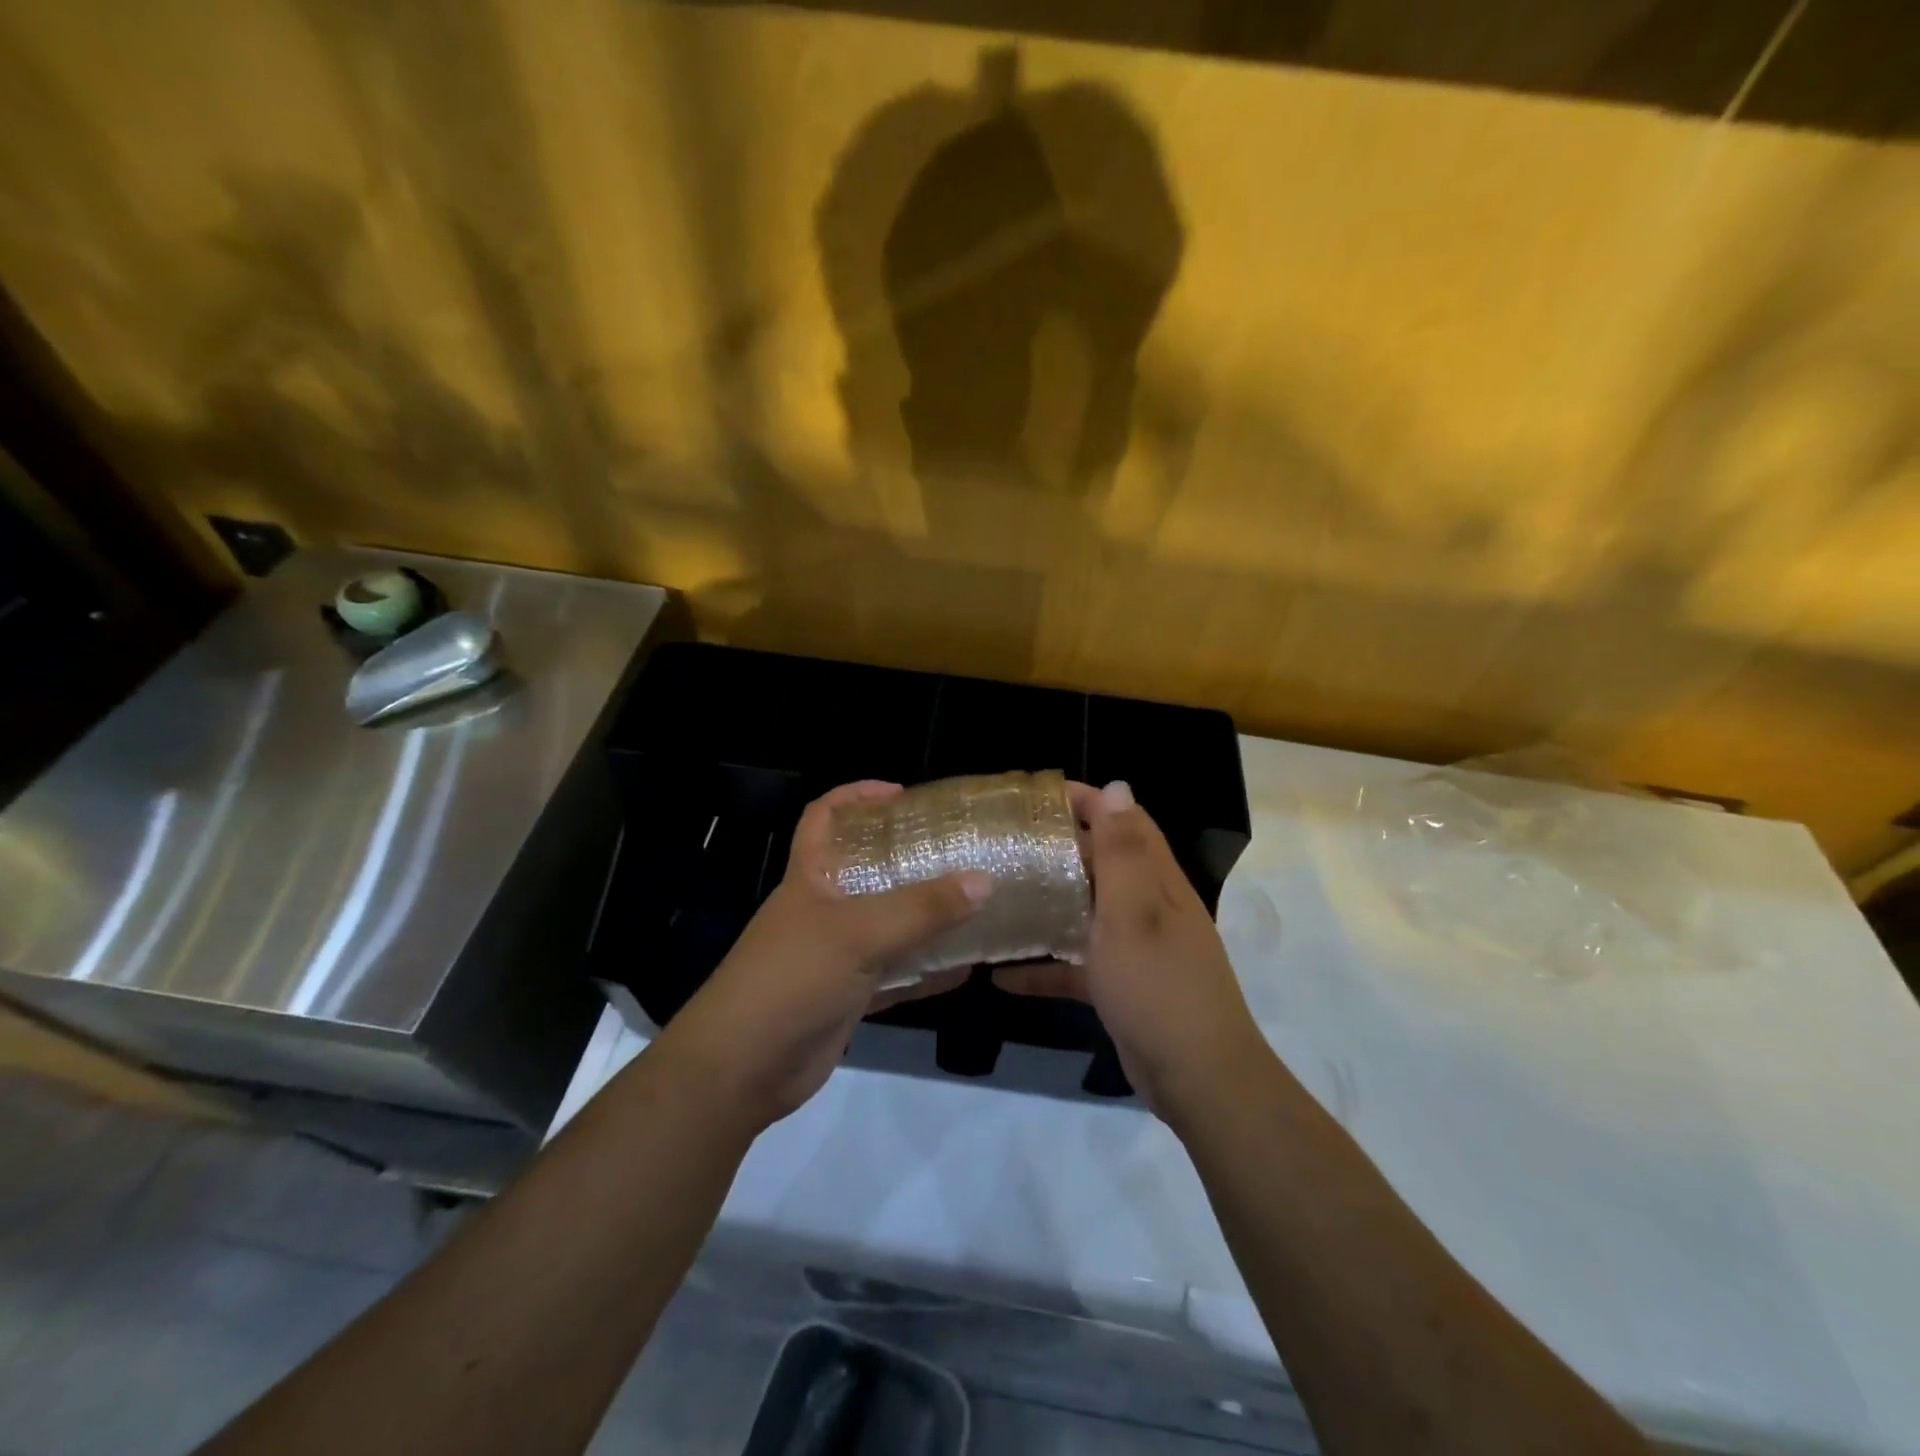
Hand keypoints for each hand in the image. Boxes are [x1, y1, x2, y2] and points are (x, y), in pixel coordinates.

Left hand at [658, 781, 988, 1129]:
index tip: (902, 795)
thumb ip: (921, 909)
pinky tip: (964, 969)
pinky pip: (895, 975)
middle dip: (906, 857)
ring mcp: (835, 954)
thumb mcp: (858, 934)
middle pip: (866, 868)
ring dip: (924, 916)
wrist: (742, 1069)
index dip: (857, 795)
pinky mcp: (847, 996)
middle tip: (956, 851)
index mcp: (811, 877)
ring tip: (973, 903)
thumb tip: (983, 880)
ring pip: (886, 924)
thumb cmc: (792, 979)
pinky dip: (925, 972)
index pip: (824, 816)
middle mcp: (823, 909)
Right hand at [995, 781, 1267, 1120]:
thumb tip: (1116, 787)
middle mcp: (1148, 906)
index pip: (1124, 821)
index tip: (1037, 797)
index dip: (1088, 801)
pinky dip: (1045, 965)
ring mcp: (1134, 948)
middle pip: (1102, 862)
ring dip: (1050, 902)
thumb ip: (1122, 852)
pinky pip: (1077, 965)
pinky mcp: (1120, 985)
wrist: (1197, 1078)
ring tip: (1000, 893)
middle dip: (1060, 846)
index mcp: (1156, 881)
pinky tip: (1002, 976)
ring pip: (1087, 911)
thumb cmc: (1159, 986)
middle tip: (1007, 842)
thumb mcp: (1134, 913)